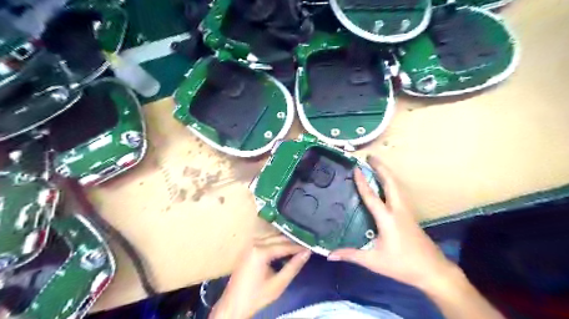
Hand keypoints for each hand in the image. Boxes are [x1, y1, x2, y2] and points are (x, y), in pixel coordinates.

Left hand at [211, 234, 309, 318]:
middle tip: (307, 245)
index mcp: (260, 251)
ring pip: (273, 237)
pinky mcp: (249, 248)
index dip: (299, 246)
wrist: (233, 305)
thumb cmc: (256, 296)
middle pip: (279, 238)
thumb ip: (293, 266)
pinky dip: (277, 243)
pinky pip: (266, 241)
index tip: (311, 246)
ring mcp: (250, 244)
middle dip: (293, 242)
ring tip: (299, 246)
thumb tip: (307, 252)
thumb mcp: (278, 284)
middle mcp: (255, 243)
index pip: (285, 245)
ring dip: (285, 241)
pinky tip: (285, 248)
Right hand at [327, 157, 456, 291]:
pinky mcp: (410, 216)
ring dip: (387, 174)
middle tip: (371, 157)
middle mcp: (398, 210)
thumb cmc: (402, 264)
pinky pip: (400, 193)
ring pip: (398, 186)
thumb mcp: (374, 261)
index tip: (356, 168)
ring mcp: (407, 212)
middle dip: (381, 168)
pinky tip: (387, 185)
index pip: (372, 196)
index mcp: (387, 218)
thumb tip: (329, 255)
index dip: (362, 181)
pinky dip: (392, 183)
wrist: (433, 271)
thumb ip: (351, 255)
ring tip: (377, 166)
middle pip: (391, 183)